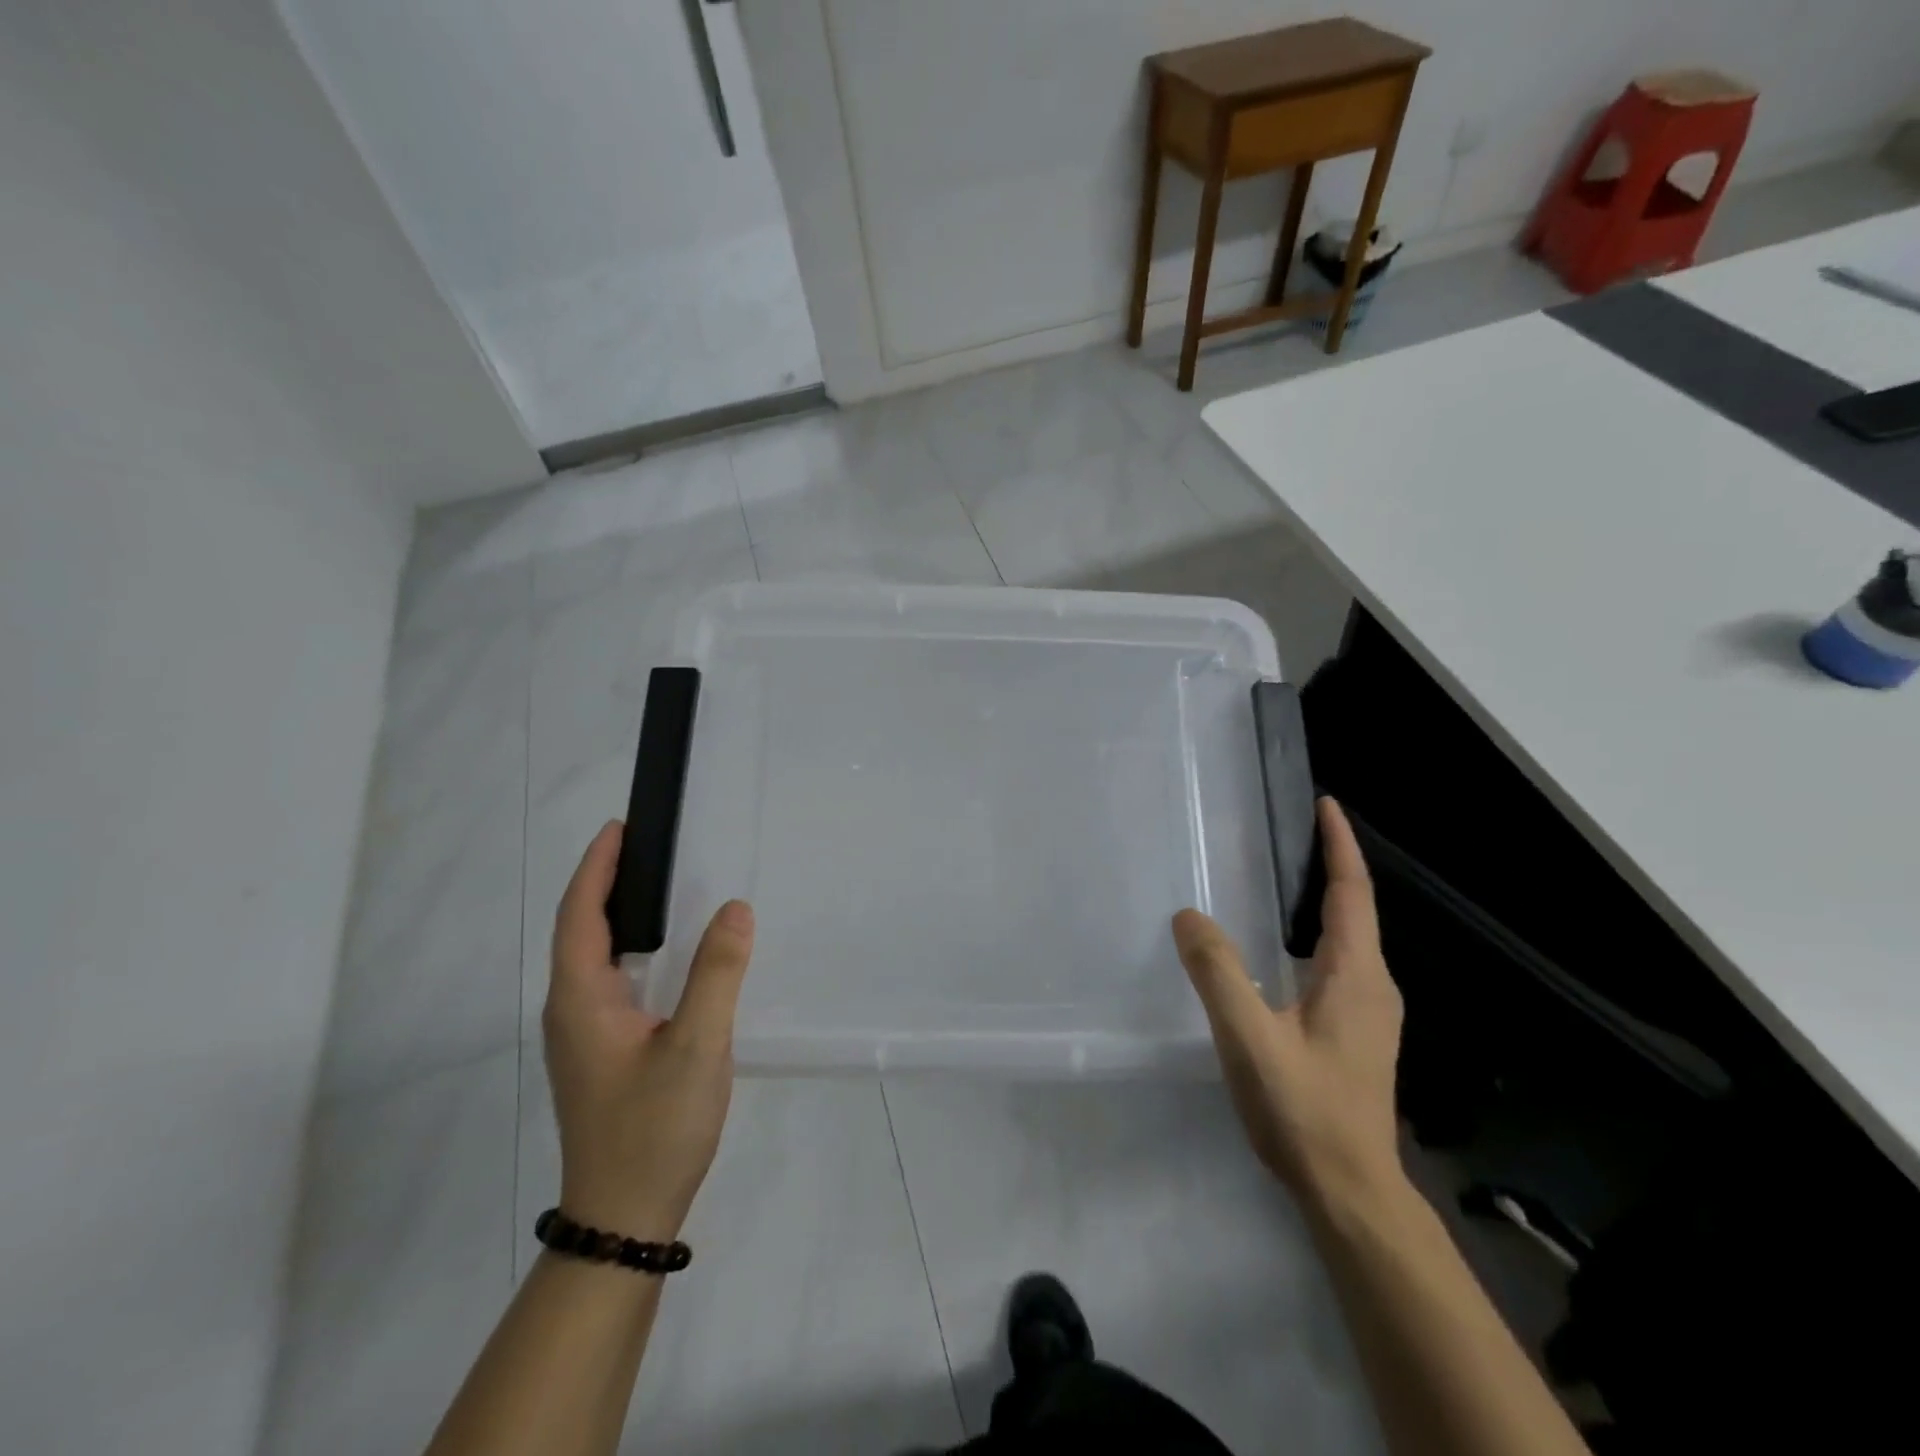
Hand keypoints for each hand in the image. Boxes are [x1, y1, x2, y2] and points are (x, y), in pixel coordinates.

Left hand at [543, 821, 754, 1240]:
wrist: (624, 1219)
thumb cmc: (655, 1128)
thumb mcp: (697, 1047)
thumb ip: (717, 974)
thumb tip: (735, 908)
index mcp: (582, 1000)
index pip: (580, 915)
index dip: (597, 868)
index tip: (620, 828)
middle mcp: (571, 1011)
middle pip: (579, 930)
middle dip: (604, 882)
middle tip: (646, 846)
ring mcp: (582, 1035)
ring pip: (590, 957)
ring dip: (613, 914)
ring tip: (653, 884)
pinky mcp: (599, 1052)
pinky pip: (606, 980)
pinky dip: (626, 946)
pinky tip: (660, 952)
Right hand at [1173, 797, 1403, 1208]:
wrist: (1351, 1192)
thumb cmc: (1305, 1111)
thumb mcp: (1250, 1040)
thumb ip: (1218, 974)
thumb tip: (1188, 916)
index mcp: (1356, 975)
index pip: (1351, 893)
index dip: (1339, 846)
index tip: (1325, 805)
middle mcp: (1373, 985)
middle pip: (1353, 910)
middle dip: (1328, 866)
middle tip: (1288, 834)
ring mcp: (1369, 1013)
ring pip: (1344, 940)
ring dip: (1320, 902)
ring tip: (1279, 879)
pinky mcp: (1357, 1034)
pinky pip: (1336, 964)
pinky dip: (1312, 936)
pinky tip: (1277, 950)